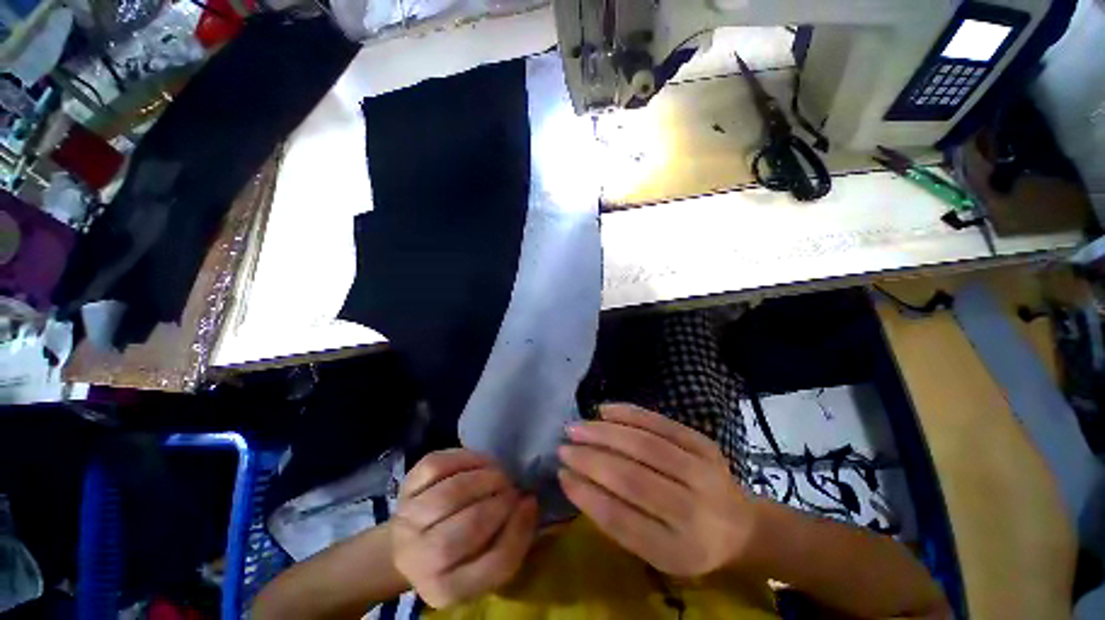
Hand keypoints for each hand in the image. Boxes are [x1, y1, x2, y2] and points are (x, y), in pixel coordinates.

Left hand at [391, 449, 537, 607]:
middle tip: (513, 489)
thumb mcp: (485, 562)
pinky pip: (437, 465)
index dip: (519, 530)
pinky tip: (481, 462)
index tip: (530, 504)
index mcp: (447, 588)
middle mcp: (420, 559)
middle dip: (501, 501)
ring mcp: (407, 520)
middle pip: (469, 527)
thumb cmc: (457, 554)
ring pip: (451, 493)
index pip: (494, 564)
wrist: (409, 543)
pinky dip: (466, 458)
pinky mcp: (405, 487)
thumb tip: (529, 502)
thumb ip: (511, 539)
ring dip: (485, 478)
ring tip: (499, 475)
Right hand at [558, 404, 758, 577]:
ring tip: (576, 427)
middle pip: (632, 478)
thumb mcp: (656, 552)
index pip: (622, 520)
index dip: (587, 495)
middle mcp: (694, 511)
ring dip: (604, 433)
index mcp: (679, 550)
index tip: (562, 474)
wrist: (742, 525)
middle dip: (590, 459)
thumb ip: (617, 521)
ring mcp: (702, 471)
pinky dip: (629, 413)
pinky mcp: (703, 443)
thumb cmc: (691, 543)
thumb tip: (575, 480)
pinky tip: (604, 410)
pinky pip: (661, 422)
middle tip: (563, 446)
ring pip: (644, 444)